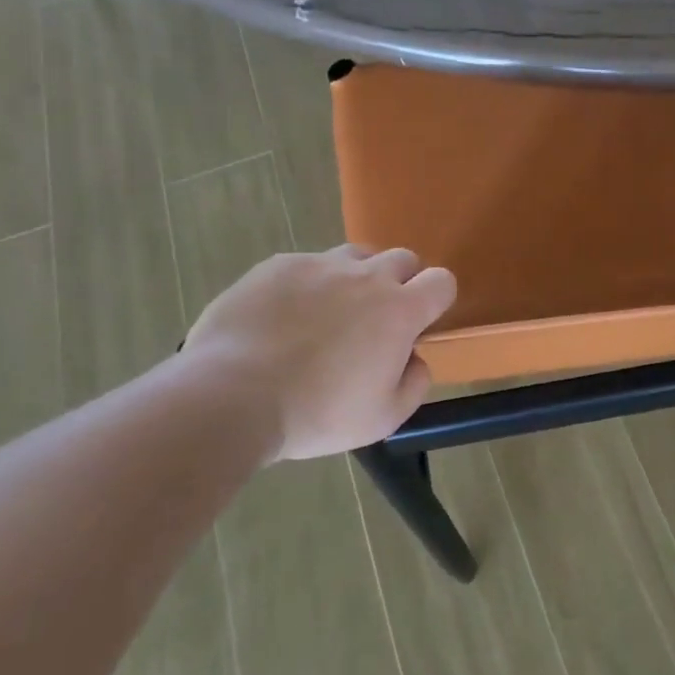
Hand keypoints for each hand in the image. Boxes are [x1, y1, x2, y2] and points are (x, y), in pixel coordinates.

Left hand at [181, 246, 456, 459]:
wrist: (232, 396)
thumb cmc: (317, 413)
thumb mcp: (383, 419)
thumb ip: (414, 384)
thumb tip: (415, 359)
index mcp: (399, 311)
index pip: (442, 281)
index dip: (437, 299)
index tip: (420, 324)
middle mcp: (365, 277)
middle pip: (402, 258)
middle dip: (401, 282)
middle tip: (377, 320)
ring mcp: (318, 265)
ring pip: (355, 255)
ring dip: (356, 277)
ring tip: (331, 313)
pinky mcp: (277, 266)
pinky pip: (306, 265)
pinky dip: (307, 286)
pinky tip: (283, 318)